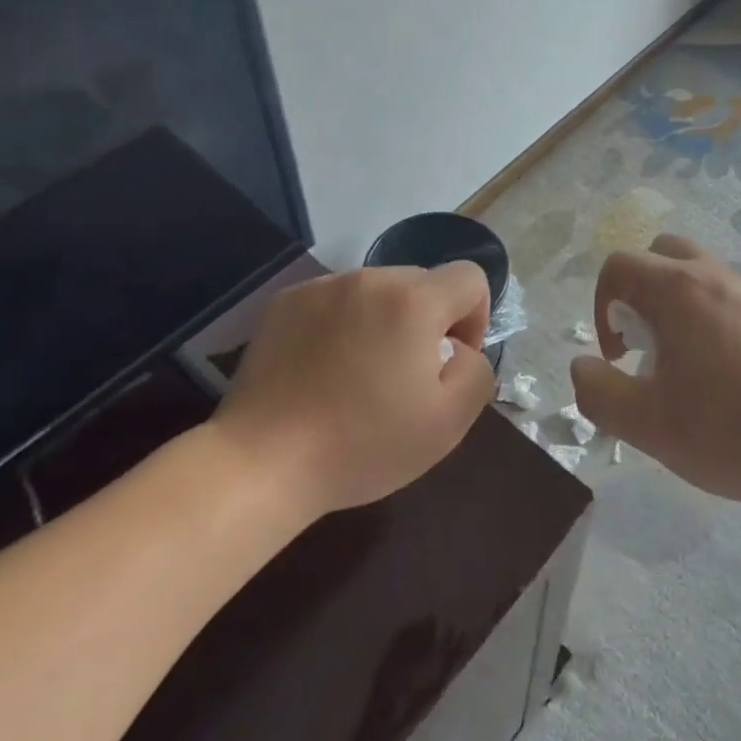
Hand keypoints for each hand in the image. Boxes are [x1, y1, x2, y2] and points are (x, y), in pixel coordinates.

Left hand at [212, 265, 495, 520]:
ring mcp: (323, 286)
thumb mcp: (448, 423)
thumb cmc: (363, 445)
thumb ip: (476, 370)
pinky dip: (344, 323)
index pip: (469, 277)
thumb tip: (459, 347)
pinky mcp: (287, 301)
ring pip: (378, 290)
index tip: (449, 363)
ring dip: (385, 320)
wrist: (263, 462)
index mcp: (413, 301)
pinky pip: (337, 299)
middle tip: (406, 375)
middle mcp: (369, 278)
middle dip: (428, 321)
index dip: (474, 318)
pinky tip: (325, 368)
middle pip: (422, 282)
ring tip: (361, 373)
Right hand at [571, 234, 740, 509]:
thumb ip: (599, 393)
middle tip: (649, 347)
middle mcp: (718, 277)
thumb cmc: (736, 431)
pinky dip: (717, 326)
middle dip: (641, 294)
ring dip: (680, 312)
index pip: (619, 266)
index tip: (619, 357)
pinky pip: (736, 304)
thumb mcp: (649, 425)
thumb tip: (582, 366)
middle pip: (662, 256)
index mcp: (678, 290)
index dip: (602, 307)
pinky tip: (736, 384)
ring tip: (692, 374)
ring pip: (702, 279)